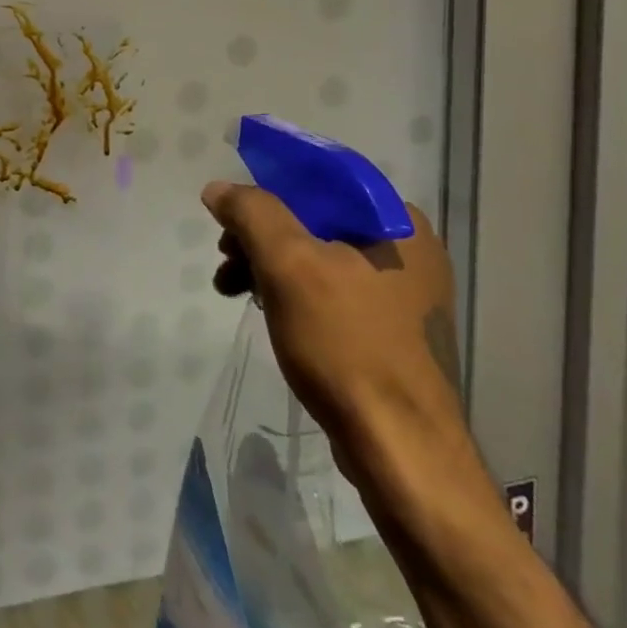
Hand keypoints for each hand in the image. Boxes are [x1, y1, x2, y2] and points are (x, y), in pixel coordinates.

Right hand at [203, 183, 463, 449]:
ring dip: (266, 265)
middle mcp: (407, 249)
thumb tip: (219, 189)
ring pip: (316, 256)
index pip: (321, 179)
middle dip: (260, 235)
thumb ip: (252, 213)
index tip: (230, 213)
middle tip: (224, 256)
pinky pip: (326, 290)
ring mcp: (401, 293)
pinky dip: (288, 293)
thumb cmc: (346, 344)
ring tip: (230, 289)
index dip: (267, 187)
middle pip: (314, 219)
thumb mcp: (290, 266)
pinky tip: (262, 310)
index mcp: (397, 222)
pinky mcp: (387, 330)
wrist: (398, 448)